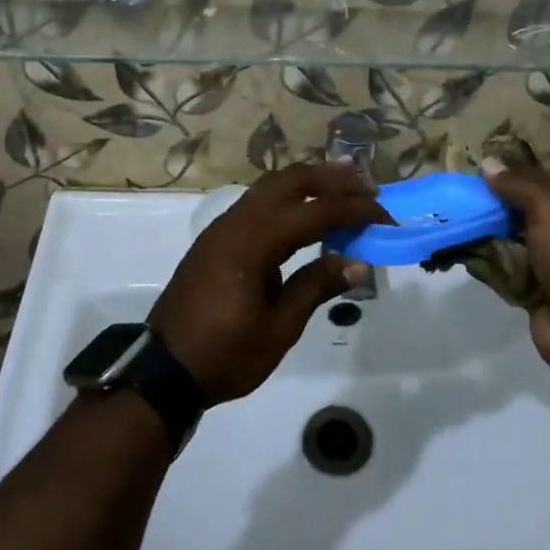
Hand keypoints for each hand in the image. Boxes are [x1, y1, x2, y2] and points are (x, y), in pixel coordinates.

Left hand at [148, 164, 389, 404]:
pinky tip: (305, 209)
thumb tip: (359, 263)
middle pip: (291, 180)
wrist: (163, 370)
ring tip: (344, 184)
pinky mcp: (218, 237)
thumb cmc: (225, 354)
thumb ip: (317, 286)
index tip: (385, 216)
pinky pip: (258, 200)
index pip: (315, 212)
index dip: (354, 210)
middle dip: (332, 179)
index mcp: (254, 241)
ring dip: (309, 181)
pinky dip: (288, 195)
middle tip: (367, 186)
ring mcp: (223, 226)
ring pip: (272, 185)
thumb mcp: (279, 328)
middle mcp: (238, 221)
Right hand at [482, 158, 549, 382]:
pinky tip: (462, 243)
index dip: (517, 167)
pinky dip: (489, 255)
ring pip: (515, 232)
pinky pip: (509, 262)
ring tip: (456, 213)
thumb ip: (518, 184)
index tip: (481, 167)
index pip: (548, 172)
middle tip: (463, 190)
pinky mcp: (538, 283)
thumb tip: (489, 162)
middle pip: (530, 202)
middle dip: (498, 198)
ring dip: (489, 226)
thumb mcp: (549, 209)